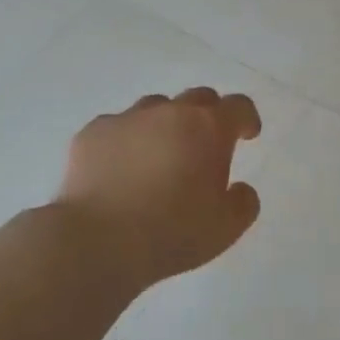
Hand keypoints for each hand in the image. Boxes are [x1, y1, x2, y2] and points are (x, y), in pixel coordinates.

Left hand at [56, 87, 263, 289]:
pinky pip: (117, 127)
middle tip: (205, 145)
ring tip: (160, 156)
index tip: (247, 135)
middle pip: (197, 98)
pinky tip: (121, 170)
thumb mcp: (226, 228)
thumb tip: (238, 189)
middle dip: (208, 116)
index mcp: (208, 128)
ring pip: (154, 108)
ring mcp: (127, 119)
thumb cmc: (172, 233)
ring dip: (165, 125)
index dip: (246, 118)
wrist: (98, 241)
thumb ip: (243, 202)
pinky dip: (126, 142)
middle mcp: (169, 113)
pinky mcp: (92, 133)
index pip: (238, 106)